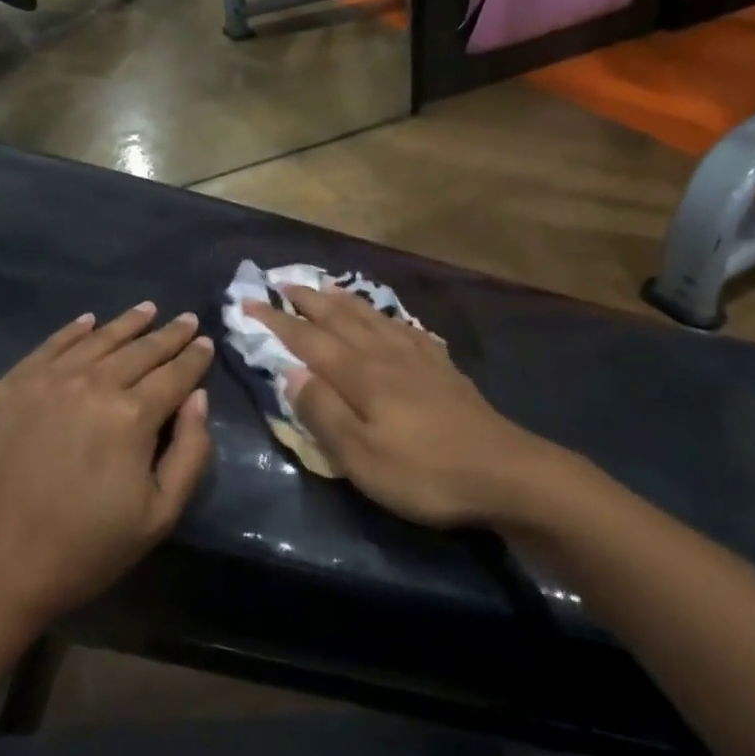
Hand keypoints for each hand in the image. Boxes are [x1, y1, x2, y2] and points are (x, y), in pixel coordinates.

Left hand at [0, 303, 214, 630]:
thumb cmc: (82, 551)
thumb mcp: (158, 516)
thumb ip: (190, 452)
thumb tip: (198, 398)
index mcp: (132, 416)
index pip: (175, 374)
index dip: (194, 357)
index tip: (206, 342)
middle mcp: (93, 384)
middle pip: (141, 350)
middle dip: (169, 334)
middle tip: (187, 320)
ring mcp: (47, 381)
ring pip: (99, 340)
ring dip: (128, 323)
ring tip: (148, 310)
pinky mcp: (10, 386)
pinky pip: (51, 346)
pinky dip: (74, 330)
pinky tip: (89, 321)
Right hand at [244, 286, 556, 528]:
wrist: (504, 470)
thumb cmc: (425, 472)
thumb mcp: (362, 457)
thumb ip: (324, 413)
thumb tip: (290, 373)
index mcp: (361, 375)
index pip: (309, 340)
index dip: (277, 321)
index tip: (250, 303)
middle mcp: (386, 355)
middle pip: (340, 319)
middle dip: (308, 301)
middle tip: (283, 282)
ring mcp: (418, 358)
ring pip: (372, 318)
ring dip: (344, 301)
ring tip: (328, 287)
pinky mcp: (442, 368)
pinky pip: (406, 329)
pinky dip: (387, 317)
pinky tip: (389, 319)